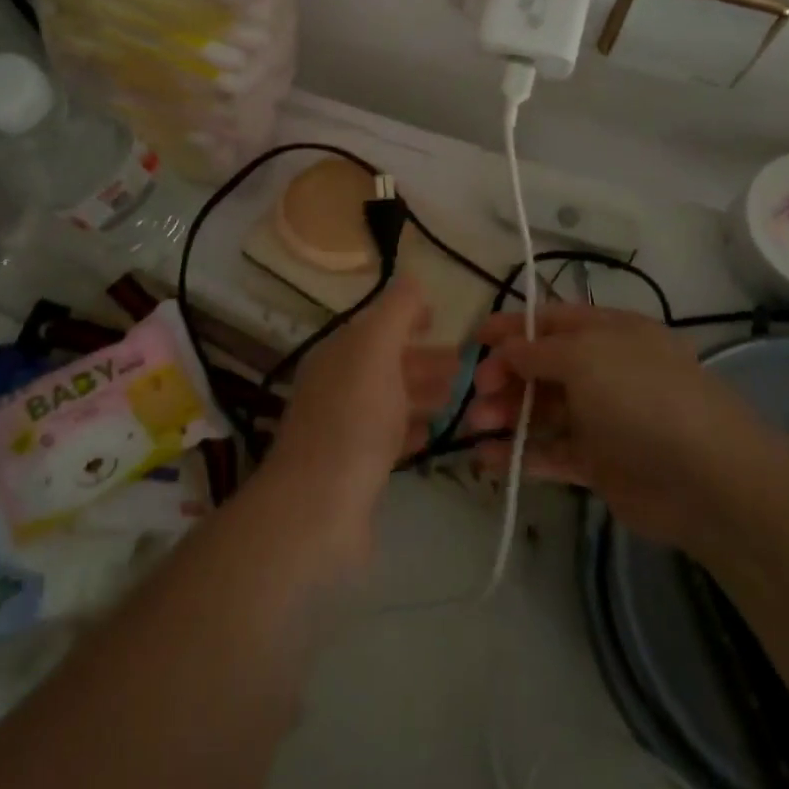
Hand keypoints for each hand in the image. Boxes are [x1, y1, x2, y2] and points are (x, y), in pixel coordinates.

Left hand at [265, 277, 456, 521]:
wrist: (318, 509)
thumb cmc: (353, 419)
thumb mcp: (376, 349)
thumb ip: (396, 311)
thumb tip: (413, 279)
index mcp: (338, 352)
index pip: (376, 323)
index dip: (408, 316)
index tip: (443, 319)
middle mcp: (338, 384)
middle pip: (387, 362)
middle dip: (426, 358)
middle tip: (470, 365)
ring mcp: (345, 427)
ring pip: (391, 399)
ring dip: (425, 392)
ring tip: (465, 396)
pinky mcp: (356, 468)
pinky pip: (390, 437)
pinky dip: (414, 428)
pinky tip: (437, 432)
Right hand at [467, 304, 765, 546]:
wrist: (706, 479)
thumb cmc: (642, 397)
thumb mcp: (586, 357)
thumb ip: (538, 351)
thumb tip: (507, 347)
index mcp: (609, 333)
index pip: (551, 322)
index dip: (512, 327)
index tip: (474, 339)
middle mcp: (604, 370)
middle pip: (542, 367)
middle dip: (504, 375)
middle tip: (476, 393)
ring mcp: (602, 418)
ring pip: (542, 410)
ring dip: (506, 414)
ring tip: (476, 426)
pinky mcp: (599, 463)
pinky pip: (551, 451)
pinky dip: (520, 454)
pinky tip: (486, 458)